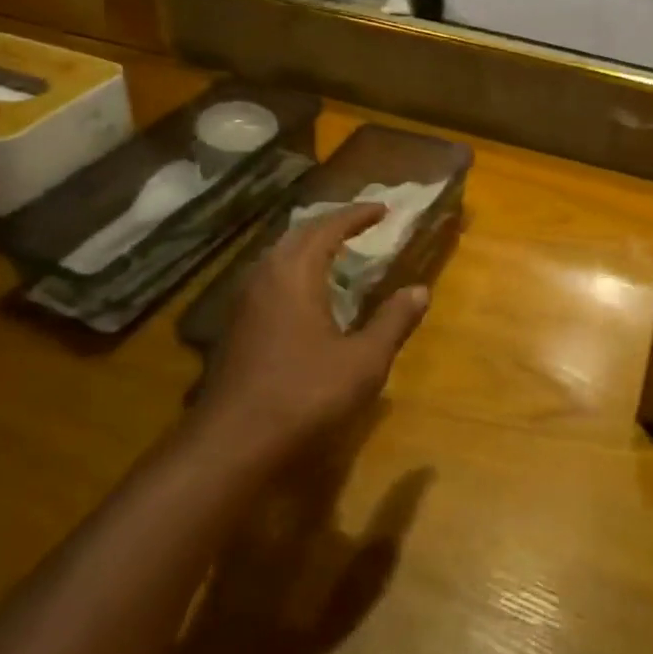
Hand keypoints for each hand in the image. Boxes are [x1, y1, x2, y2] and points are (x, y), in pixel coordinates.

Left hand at [196, 204, 429, 462]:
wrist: (232, 444)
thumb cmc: (305, 394)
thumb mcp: (364, 360)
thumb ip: (393, 321)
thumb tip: (420, 290)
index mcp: (296, 272)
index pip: (329, 227)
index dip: (358, 215)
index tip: (383, 209)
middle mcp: (266, 275)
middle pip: (299, 234)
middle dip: (331, 224)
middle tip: (360, 225)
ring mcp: (244, 301)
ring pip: (278, 256)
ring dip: (308, 246)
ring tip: (336, 252)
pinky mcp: (235, 326)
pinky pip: (268, 278)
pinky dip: (293, 270)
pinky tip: (305, 294)